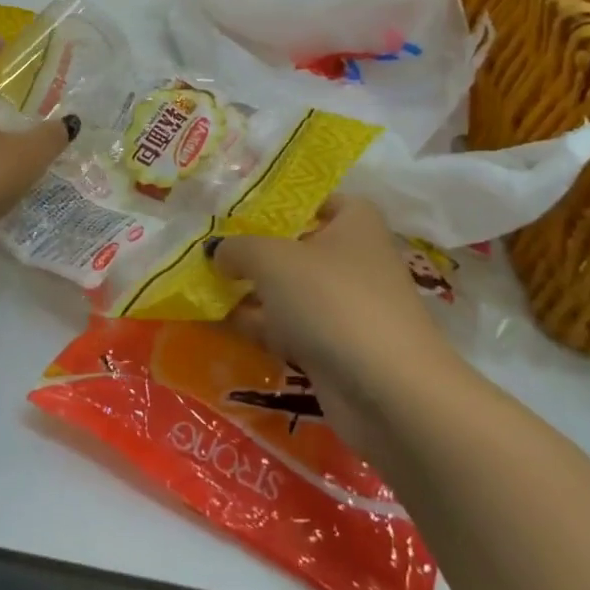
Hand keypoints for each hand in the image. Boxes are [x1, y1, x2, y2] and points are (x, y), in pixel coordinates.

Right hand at [216, 196, 458, 435]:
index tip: (238, 208)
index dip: (279, 200)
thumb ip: (238, 248)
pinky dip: (260, 324)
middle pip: (296, 244)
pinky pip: (290, 326)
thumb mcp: (272, 259)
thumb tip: (218, 251)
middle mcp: (354, 257)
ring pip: (289, 289)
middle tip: (207, 246)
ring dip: (252, 289)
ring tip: (201, 284)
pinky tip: (218, 322)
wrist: (388, 392)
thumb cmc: (333, 301)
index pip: (316, 198)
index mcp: (354, 221)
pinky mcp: (336, 346)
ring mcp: (346, 305)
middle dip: (254, 248)